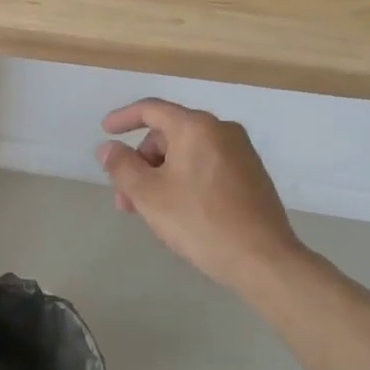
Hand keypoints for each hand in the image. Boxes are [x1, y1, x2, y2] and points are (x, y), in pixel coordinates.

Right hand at [97, 98, 308, 296]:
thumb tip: (109, 148)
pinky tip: (178, 210)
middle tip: (125, 197)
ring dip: (160, 175)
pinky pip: (206, 166)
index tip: (105, 131)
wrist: (264, 260)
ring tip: (148, 210)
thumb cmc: (200, 222)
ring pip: (187, 153)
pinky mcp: (251, 175)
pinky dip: (184, 179)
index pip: (151, 109)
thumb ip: (122, 166)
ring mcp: (241, 153)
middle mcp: (221, 130)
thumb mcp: (149, 195)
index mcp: (196, 127)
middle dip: (142, 161)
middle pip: (168, 134)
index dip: (123, 118)